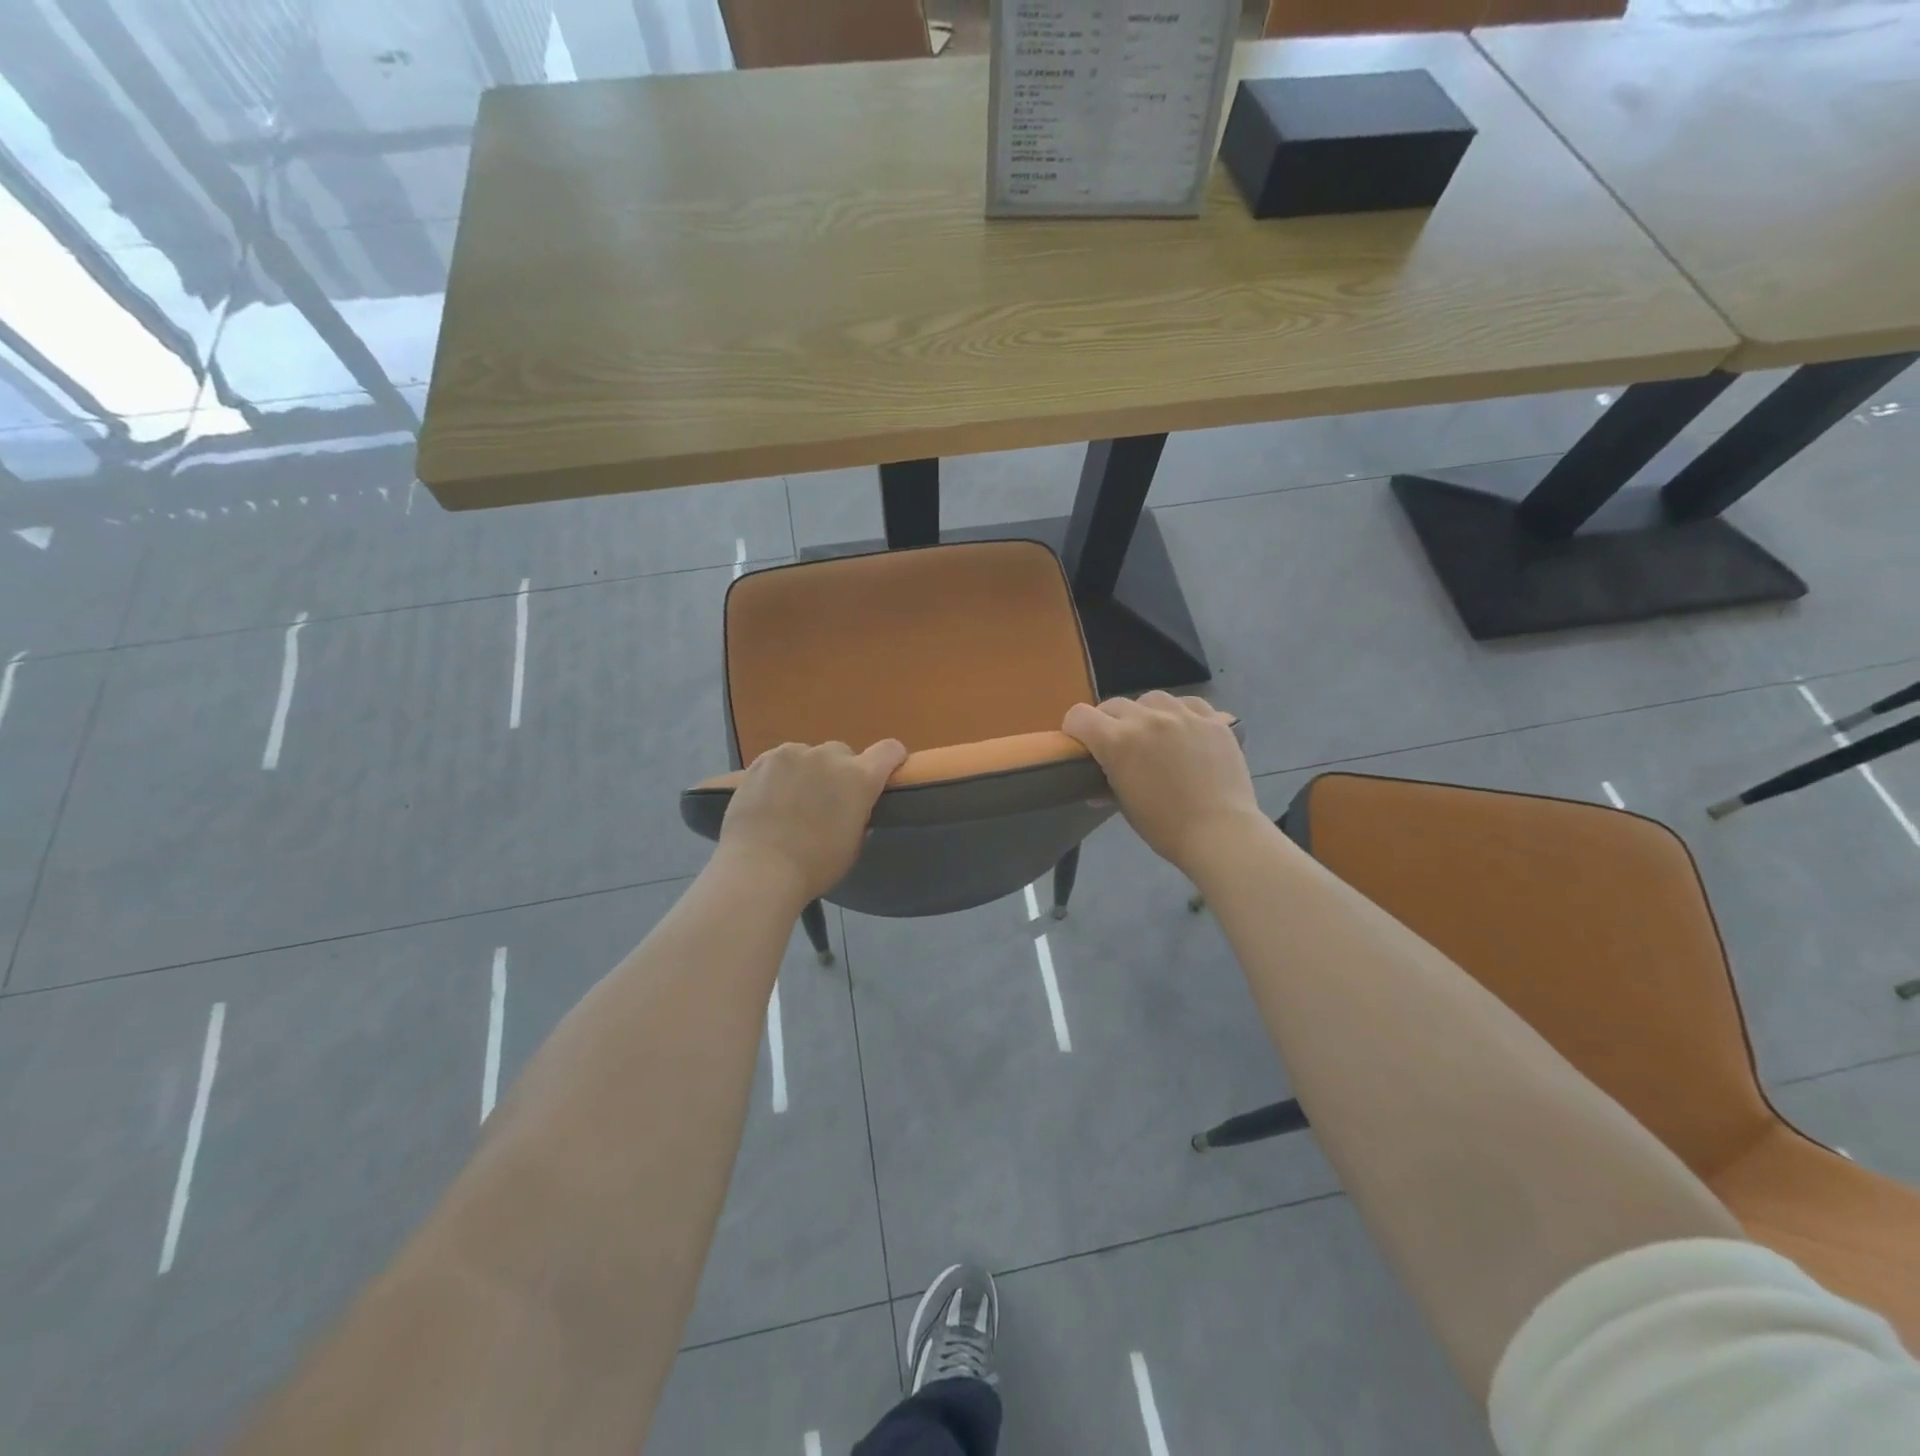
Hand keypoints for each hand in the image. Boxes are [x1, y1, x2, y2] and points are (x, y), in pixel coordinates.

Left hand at [716, 739, 908, 903]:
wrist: (759, 870)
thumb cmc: (814, 866)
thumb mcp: (853, 844)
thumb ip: (859, 815)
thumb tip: (853, 807)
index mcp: (859, 778)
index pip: (889, 750)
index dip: (891, 759)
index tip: (886, 772)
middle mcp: (829, 757)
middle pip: (843, 754)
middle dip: (840, 772)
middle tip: (825, 801)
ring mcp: (792, 754)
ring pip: (808, 755)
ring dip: (808, 771)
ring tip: (791, 800)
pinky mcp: (762, 760)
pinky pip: (779, 761)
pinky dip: (780, 775)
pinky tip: (769, 799)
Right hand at [1062, 693, 1264, 876]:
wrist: (1219, 832)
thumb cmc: (1164, 827)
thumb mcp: (1126, 805)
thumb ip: (1107, 785)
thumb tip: (1095, 789)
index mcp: (1117, 741)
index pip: (1079, 716)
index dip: (1075, 728)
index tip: (1081, 742)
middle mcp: (1146, 719)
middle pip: (1114, 705)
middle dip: (1108, 722)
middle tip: (1118, 744)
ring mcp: (1183, 715)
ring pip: (1152, 699)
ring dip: (1145, 713)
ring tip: (1153, 733)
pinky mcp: (1213, 720)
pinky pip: (1190, 704)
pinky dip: (1182, 713)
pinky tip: (1185, 730)